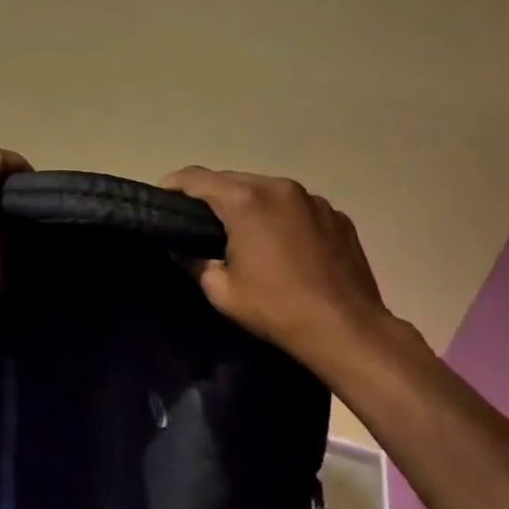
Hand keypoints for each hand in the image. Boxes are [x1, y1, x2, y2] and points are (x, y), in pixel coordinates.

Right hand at [162, 167, 396, 379]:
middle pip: (232, 180)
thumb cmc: (277, 308)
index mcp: (245, 200)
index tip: (161, 197)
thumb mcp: (221, 291)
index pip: (196, 178)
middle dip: (212, 196)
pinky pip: (297, 207)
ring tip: (243, 233)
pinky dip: (282, 217)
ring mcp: (313, 199)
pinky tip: (283, 246)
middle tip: (198, 222)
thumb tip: (185, 249)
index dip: (173, 184)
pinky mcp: (337, 216)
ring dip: (249, 205)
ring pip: (267, 190)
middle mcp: (279, 187)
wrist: (348, 330)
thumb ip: (196, 261)